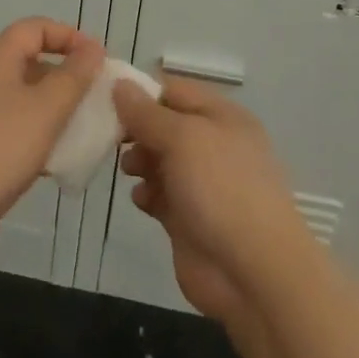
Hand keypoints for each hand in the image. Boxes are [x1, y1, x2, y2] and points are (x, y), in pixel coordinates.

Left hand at [0, 17, 104, 264]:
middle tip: (95, 97)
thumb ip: (74, 76)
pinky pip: (10, 127)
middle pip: (28, 61)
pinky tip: (55, 161)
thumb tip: (92, 49)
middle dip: (65, 75)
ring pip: (21, 98)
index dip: (68, 36)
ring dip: (52, 109)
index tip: (98, 59)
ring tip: (82, 129)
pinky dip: (35, 134)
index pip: (34, 28)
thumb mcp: (47, 108)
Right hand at [113, 76, 314, 323]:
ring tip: (129, 171)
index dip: (142, 92)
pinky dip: (147, 194)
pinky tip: (141, 200)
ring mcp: (202, 184)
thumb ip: (147, 113)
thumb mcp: (183, 138)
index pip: (175, 90)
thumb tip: (120, 85)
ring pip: (160, 160)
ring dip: (139, 161)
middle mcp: (213, 145)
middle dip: (136, 129)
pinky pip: (160, 195)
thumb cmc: (221, 189)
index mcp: (221, 117)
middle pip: (164, 125)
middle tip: (112, 138)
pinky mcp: (189, 219)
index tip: (106, 99)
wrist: (252, 272)